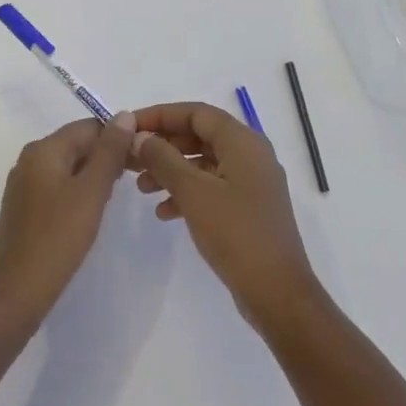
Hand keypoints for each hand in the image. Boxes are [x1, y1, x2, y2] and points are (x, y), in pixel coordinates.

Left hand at [0, 113, 137, 331]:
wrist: (15, 294)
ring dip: (95, 175)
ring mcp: (25, 185)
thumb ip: (110, 152)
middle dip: (107, 156)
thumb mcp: (91, 192)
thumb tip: (124, 114)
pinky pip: (58, 187)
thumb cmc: (57, 238)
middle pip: (77, 144)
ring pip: (69, 167)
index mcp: (43, 149)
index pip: (89, 126)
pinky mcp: (25, 209)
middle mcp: (29, 160)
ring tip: (116, 197)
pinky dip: (79, 192)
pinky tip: (92, 212)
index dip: (118, 137)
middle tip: (137, 179)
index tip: (143, 159)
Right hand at [129, 102, 320, 332]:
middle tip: (130, 157)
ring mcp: (251, 183)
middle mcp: (251, 155)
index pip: (197, 113)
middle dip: (163, 144)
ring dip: (171, 170)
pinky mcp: (248, 208)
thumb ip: (164, 159)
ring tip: (141, 187)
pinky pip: (212, 187)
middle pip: (200, 136)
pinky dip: (187, 193)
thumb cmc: (236, 234)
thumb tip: (140, 136)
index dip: (160, 115)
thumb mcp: (194, 192)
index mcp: (243, 142)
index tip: (129, 127)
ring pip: (204, 162)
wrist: (277, 293)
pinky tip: (164, 212)